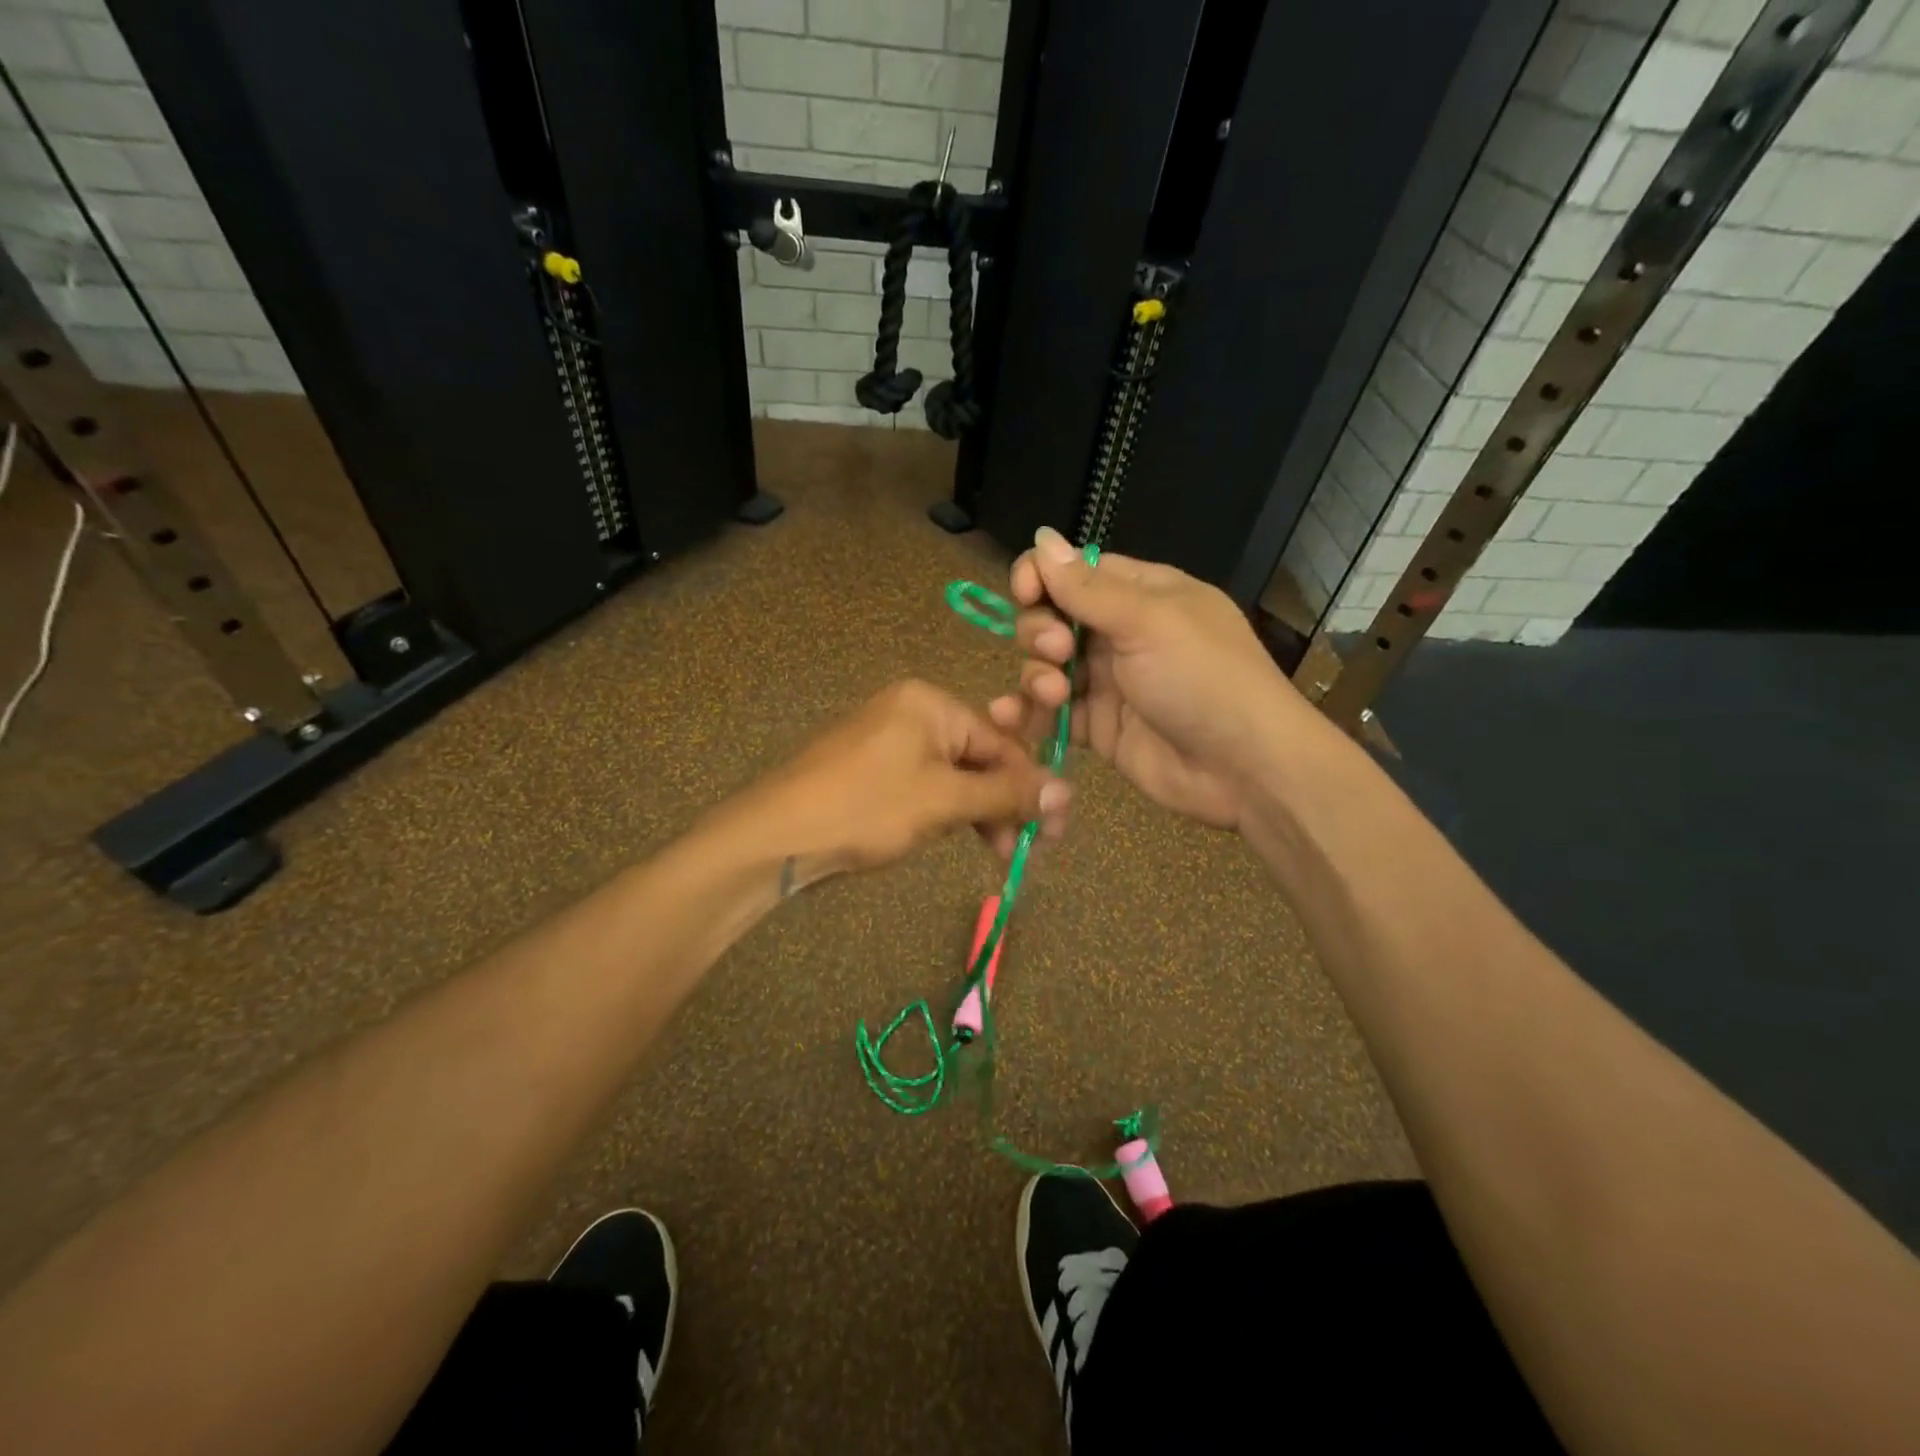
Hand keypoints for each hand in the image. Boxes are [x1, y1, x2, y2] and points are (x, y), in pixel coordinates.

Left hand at [727, 679, 1068, 881]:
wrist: (776, 837)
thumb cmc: (866, 807)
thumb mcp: (944, 800)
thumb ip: (1006, 795)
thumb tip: (1067, 792)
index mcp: (929, 703)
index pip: (1000, 739)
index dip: (1030, 784)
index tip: (1052, 827)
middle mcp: (911, 713)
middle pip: (978, 757)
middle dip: (1005, 802)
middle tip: (1028, 847)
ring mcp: (889, 743)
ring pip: (954, 776)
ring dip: (979, 813)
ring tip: (997, 852)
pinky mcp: (873, 773)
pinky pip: (926, 787)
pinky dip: (947, 812)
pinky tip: (960, 838)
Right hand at [988, 527, 1304, 831]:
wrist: (1244, 768)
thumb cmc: (1203, 678)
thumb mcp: (1148, 622)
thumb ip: (1086, 587)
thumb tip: (1040, 537)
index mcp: (1142, 594)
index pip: (1076, 571)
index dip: (1042, 577)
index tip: (1026, 593)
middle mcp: (1121, 633)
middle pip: (1052, 617)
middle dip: (1040, 631)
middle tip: (1056, 651)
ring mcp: (1108, 682)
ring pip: (1047, 666)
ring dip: (1036, 675)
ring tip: (1053, 694)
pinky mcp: (1097, 727)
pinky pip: (1051, 713)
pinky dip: (1029, 714)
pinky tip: (1010, 718)